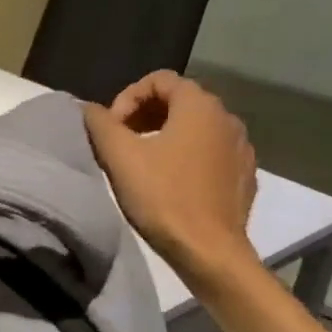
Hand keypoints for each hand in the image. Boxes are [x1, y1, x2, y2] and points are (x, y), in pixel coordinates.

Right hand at [83, 70, 259, 287]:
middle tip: (120, 141)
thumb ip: (100, 124)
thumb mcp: (120, 157)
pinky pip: (210, 151)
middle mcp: (227, 119)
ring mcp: (241, 148)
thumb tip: (87, 108)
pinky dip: (186, 154)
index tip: (111, 127)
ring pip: (196, 126)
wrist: (210, 252)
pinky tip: (169, 181)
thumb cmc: (163, 197)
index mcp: (200, 106)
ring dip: (164, 134)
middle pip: (179, 100)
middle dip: (144, 114)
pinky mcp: (244, 175)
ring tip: (141, 161)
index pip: (159, 79)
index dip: (127, 97)